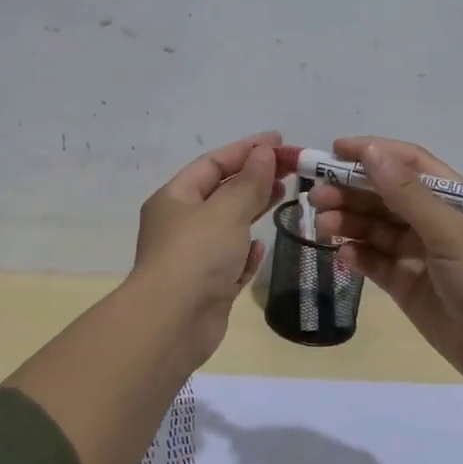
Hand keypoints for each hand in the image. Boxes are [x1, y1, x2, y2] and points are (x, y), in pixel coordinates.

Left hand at [129, 131, 284, 366]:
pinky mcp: (207, 286)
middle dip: (254, 178)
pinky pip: (229, 260)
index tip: (280, 141)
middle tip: (290, 169)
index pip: (213, 163)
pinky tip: (260, 245)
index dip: (246, 149)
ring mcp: (192, 257)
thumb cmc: (196, 256)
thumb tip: (264, 152)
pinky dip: (245, 251)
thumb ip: (249, 182)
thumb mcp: (226, 211)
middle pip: (221, 192)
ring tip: (284, 196)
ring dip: (253, 210)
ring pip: (227, 225)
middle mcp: (180, 224)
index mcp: (175, 198)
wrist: (172, 322)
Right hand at [312, 136, 462, 388]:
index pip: (408, 164)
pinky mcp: (406, 285)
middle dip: (351, 191)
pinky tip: (343, 254)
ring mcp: (418, 254)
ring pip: (375, 229)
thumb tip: (370, 152)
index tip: (333, 151)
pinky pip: (375, 262)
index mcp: (453, 199)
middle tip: (317, 196)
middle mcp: (433, 221)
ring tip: (323, 225)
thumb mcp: (449, 231)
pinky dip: (358, 255)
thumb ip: (407, 194)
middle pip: (384, 196)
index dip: (373, 153)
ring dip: (349, 222)